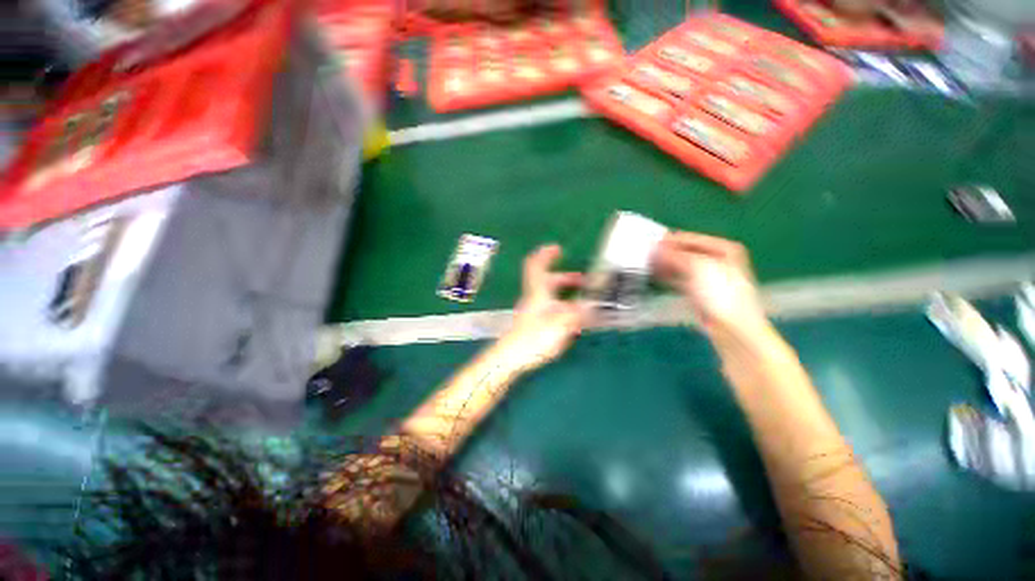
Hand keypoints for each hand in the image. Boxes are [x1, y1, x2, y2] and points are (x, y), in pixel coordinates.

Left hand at [500, 245, 589, 371]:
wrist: (511, 357)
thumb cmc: (534, 336)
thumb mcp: (562, 323)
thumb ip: (579, 313)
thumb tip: (593, 305)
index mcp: (538, 291)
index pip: (536, 266)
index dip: (545, 254)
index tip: (557, 248)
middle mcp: (534, 297)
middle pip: (547, 281)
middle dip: (565, 277)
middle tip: (583, 280)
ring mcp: (532, 311)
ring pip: (550, 296)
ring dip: (566, 293)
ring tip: (584, 301)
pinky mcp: (533, 324)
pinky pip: (550, 309)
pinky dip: (563, 308)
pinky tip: (573, 319)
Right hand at [653, 232, 768, 337]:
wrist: (732, 329)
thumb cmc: (723, 294)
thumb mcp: (699, 267)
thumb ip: (675, 255)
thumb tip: (656, 248)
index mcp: (725, 249)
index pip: (691, 238)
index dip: (670, 240)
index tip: (650, 242)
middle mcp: (718, 261)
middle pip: (686, 252)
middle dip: (667, 253)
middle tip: (646, 253)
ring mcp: (708, 278)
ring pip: (681, 266)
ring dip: (665, 264)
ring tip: (647, 262)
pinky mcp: (699, 293)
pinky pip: (680, 279)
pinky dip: (668, 276)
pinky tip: (656, 274)